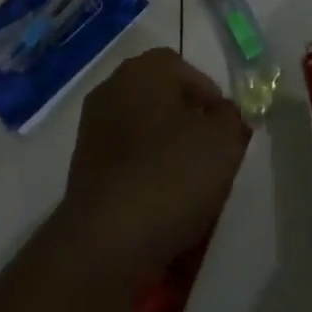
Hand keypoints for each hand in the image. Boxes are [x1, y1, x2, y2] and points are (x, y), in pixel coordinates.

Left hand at [53, 48, 250, 293]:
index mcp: (144, 69)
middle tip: (209, 155)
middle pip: (161, 98)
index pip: (184, 69)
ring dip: (164, 150)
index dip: (209, 97)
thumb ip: (230, 119)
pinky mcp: (82, 167)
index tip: (225, 129)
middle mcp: (113, 87)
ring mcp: (93, 127)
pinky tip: (159, 203)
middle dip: (187, 122)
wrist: (106, 241)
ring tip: (187, 185)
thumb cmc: (170, 175)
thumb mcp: (223, 142)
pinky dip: (143, 174)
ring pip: (142, 130)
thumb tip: (221, 114)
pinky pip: (125, 160)